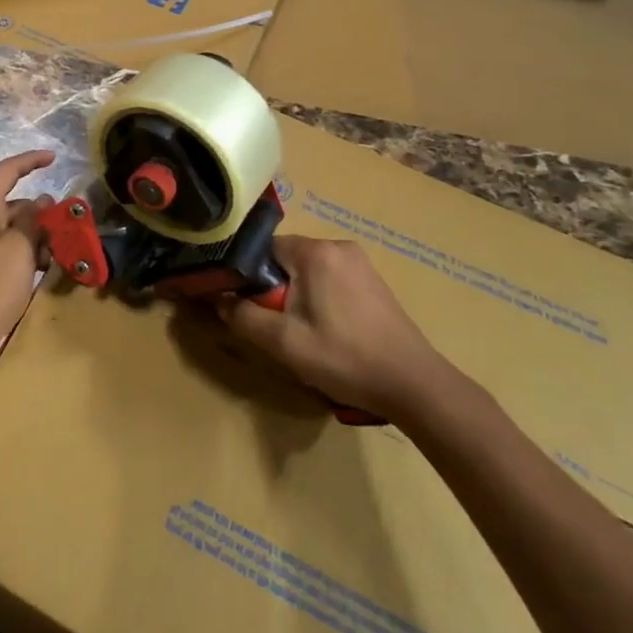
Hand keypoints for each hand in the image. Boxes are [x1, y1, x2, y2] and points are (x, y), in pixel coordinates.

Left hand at [0, 150, 55, 359]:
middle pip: (10, 201)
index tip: (54, 158)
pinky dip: (23, 250)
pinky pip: (3, 245)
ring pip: (9, 226)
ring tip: (55, 254)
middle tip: (64, 227)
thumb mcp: (21, 248)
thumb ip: (33, 220)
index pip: (6, 171)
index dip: (31, 161)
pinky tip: (41, 268)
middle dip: (39, 212)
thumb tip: (40, 201)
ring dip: (34, 235)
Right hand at [217, 234, 452, 420]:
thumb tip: (217, 298)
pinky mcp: (373, 281)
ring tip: (302, 333)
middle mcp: (338, 246)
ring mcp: (360, 262)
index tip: (246, 304)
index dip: (248, 276)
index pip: (263, 248)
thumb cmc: (346, 358)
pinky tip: (328, 332)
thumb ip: (244, 316)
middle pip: (286, 259)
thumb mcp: (285, 343)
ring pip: (307, 271)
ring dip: (296, 296)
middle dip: (275, 289)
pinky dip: (319, 299)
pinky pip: (330, 279)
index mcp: (316, 252)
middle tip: (277, 326)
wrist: (415, 385)